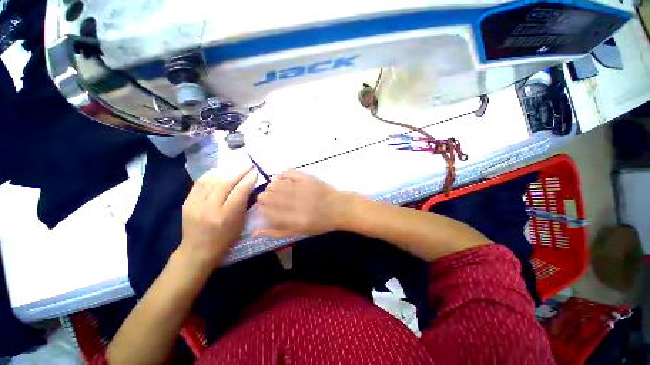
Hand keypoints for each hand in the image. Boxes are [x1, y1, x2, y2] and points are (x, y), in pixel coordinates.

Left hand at [178, 166, 257, 272]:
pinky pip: (200, 182)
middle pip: (225, 183)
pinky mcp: (186, 202)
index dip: (248, 179)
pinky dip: (211, 174)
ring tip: (235, 166)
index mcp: (226, 216)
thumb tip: (248, 184)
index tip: (255, 171)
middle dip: (239, 171)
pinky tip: (219, 171)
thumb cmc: (225, 239)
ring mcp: (195, 204)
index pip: (239, 191)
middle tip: (248, 164)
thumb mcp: (240, 223)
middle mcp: (210, 208)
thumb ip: (243, 203)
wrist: (197, 250)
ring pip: (212, 180)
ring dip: (226, 170)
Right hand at [254, 170, 350, 236]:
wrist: (339, 208)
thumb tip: (254, 232)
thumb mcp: (299, 232)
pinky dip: (282, 174)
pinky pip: (288, 172)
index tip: (265, 209)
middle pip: (267, 196)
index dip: (262, 209)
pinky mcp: (307, 178)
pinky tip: (282, 178)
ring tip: (276, 189)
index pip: (266, 212)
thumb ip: (277, 232)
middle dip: (264, 198)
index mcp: (293, 219)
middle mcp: (295, 203)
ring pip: (274, 183)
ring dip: (272, 186)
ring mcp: (301, 188)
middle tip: (270, 199)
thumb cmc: (320, 223)